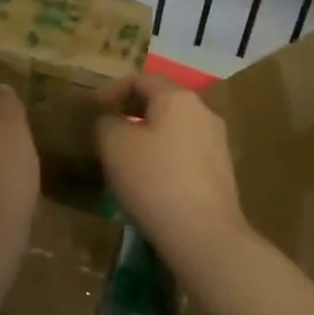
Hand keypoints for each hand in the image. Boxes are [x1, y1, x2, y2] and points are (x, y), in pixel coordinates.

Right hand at [94, 75, 250, 271]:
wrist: (203, 234)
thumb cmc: (153, 180)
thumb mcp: (114, 145)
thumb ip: (106, 123)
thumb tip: (111, 120)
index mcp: (178, 98)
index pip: (140, 79)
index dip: (111, 91)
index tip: (92, 112)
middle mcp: (204, 112)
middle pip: (161, 102)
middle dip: (130, 114)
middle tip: (105, 133)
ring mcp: (217, 143)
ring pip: (173, 129)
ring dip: (147, 137)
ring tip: (125, 159)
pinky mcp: (221, 172)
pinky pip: (185, 153)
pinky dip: (163, 158)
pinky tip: (150, 181)